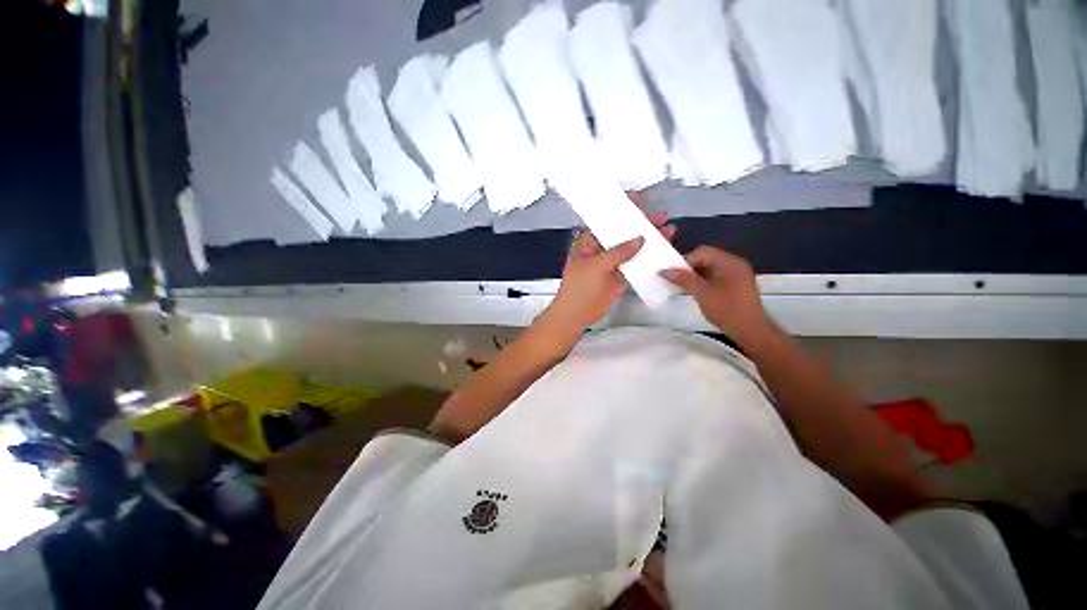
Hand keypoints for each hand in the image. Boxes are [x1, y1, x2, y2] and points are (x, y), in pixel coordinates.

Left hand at [543, 201, 675, 336]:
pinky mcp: (619, 277)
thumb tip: (641, 238)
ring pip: (632, 249)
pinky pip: (635, 265)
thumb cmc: (580, 287)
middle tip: (662, 218)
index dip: (623, 211)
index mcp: (590, 242)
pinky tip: (662, 253)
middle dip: (642, 225)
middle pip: (623, 234)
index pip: (608, 221)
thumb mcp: (596, 265)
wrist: (576, 314)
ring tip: (669, 232)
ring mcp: (611, 264)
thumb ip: (619, 252)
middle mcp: (601, 250)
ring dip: (648, 242)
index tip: (642, 201)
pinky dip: (647, 260)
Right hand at [662, 246, 773, 347]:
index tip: (673, 275)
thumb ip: (683, 279)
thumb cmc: (725, 309)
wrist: (750, 330)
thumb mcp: (701, 293)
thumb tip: (665, 271)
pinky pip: (717, 276)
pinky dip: (705, 281)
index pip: (702, 252)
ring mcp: (737, 274)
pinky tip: (697, 292)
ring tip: (684, 287)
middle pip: (707, 258)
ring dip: (696, 275)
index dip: (685, 261)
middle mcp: (735, 264)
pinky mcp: (737, 285)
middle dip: (690, 268)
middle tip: (677, 281)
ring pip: (711, 268)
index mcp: (729, 262)